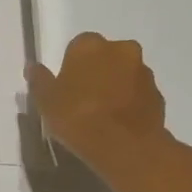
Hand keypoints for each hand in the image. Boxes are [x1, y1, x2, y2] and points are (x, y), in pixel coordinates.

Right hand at [27, 32, 169, 167]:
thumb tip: (33, 67)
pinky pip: (138, 93)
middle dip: (96, 71)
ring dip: (115, 85)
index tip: (66, 87)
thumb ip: (40, 80)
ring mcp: (143, 70)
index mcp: (90, 45)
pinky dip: (129, 102)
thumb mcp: (46, 101)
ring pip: (124, 73)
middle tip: (83, 98)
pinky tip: (118, 123)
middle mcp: (121, 49)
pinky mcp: (158, 94)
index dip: (71, 66)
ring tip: (102, 114)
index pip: (78, 46)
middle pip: (105, 56)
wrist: (123, 146)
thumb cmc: (77, 117)